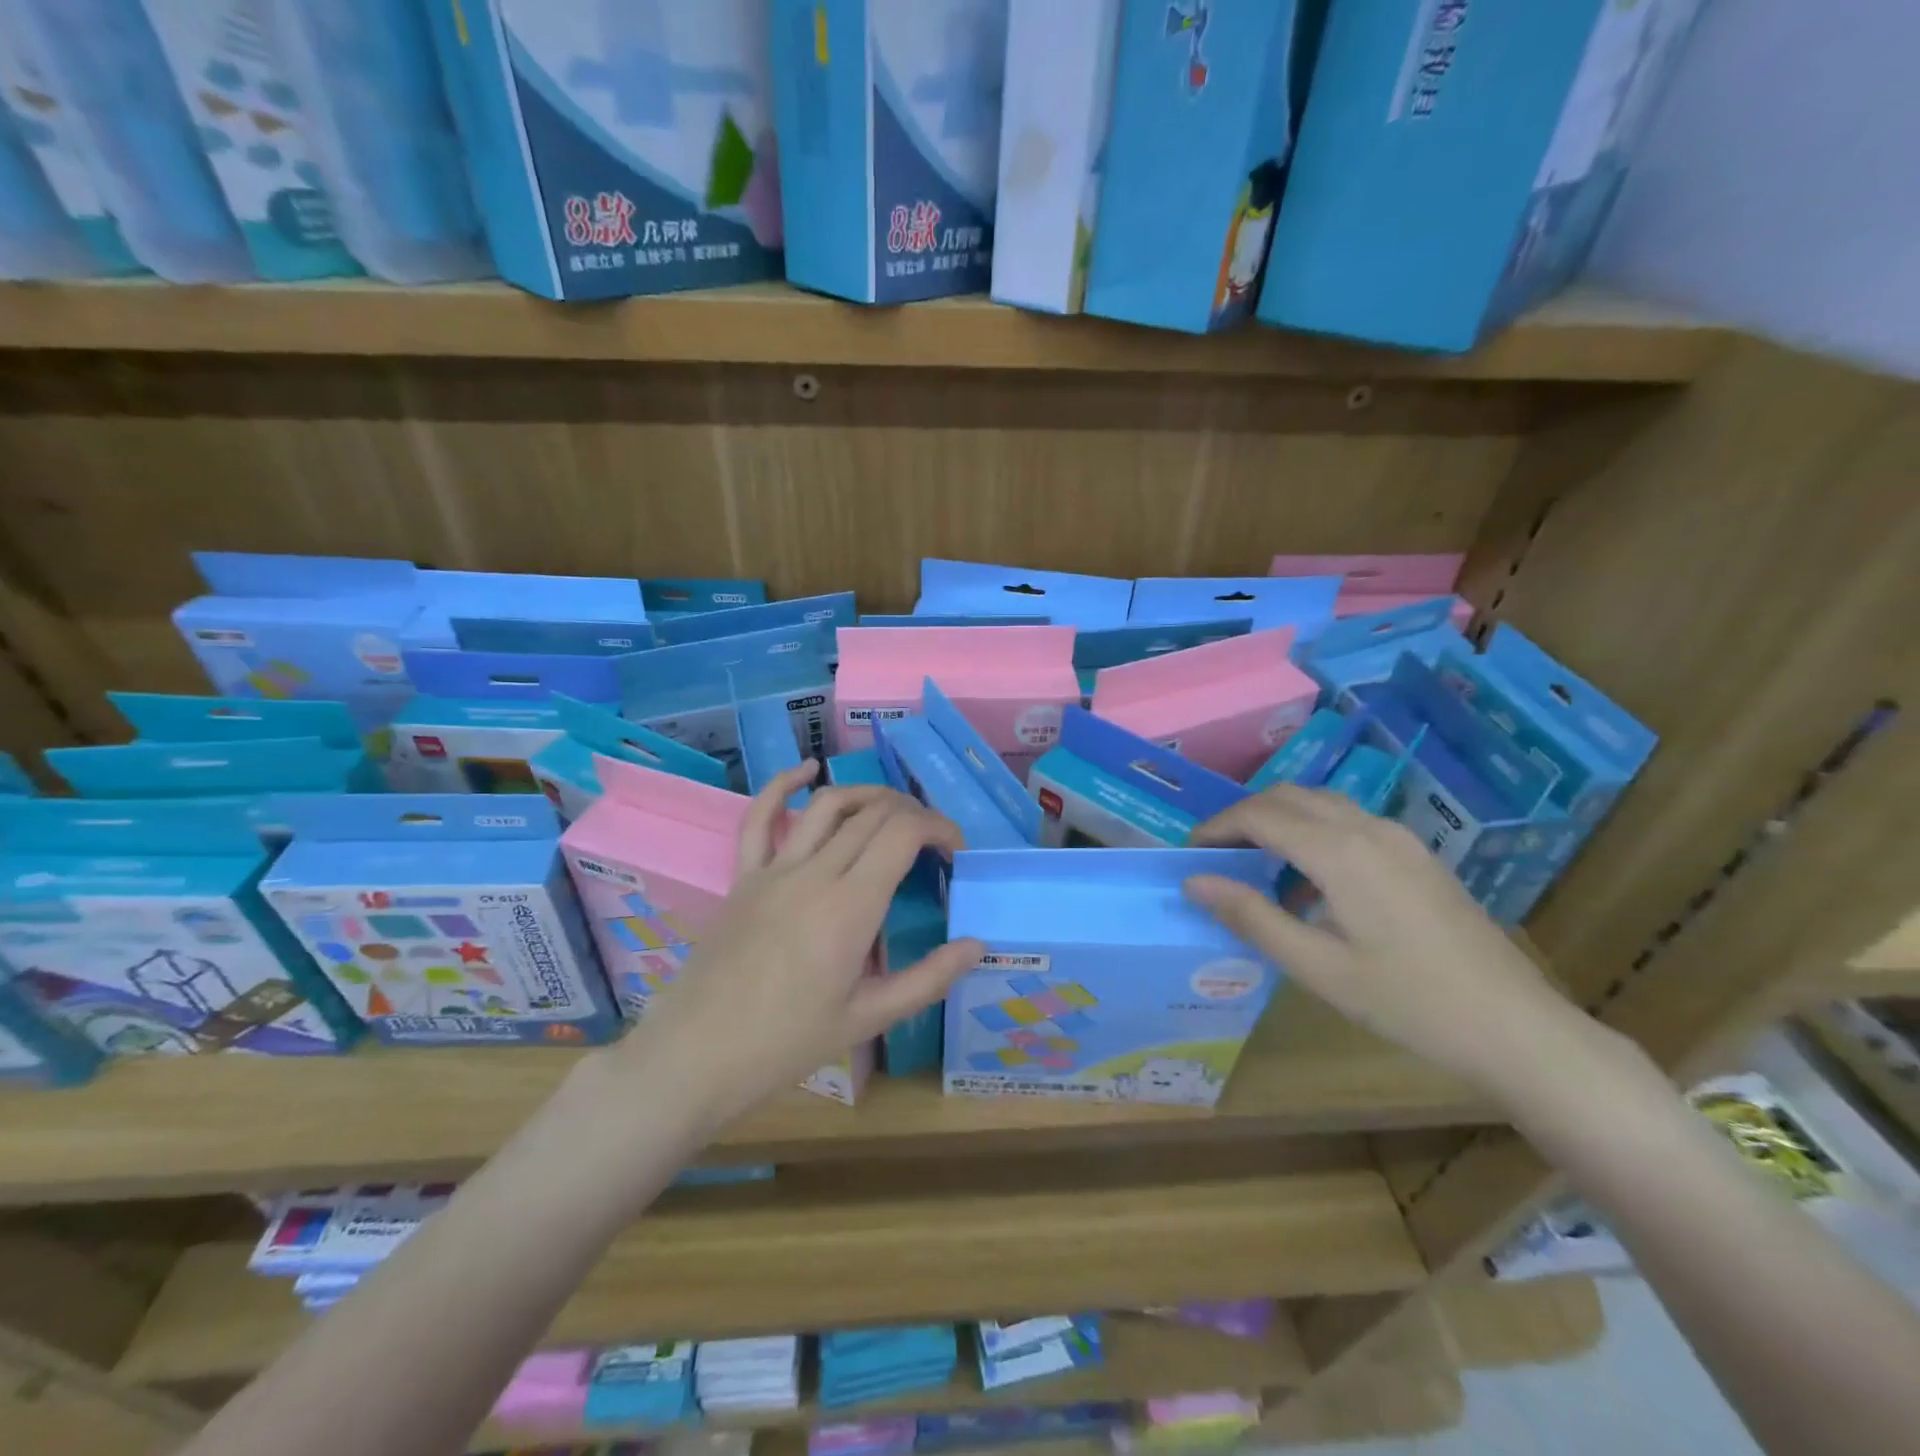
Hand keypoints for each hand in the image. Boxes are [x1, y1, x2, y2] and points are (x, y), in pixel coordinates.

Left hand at [618, 761, 983, 1129]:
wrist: (697, 1055)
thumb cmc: (786, 1043)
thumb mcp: (867, 1019)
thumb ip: (928, 979)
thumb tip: (977, 945)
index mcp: (851, 907)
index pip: (903, 833)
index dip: (938, 827)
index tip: (955, 851)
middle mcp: (815, 873)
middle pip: (873, 814)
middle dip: (913, 814)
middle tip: (932, 842)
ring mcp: (774, 870)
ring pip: (828, 804)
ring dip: (867, 795)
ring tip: (893, 809)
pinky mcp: (743, 876)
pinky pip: (760, 817)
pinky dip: (784, 784)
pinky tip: (807, 769)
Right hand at [1185, 785, 1603, 1105]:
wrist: (1517, 1027)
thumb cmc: (1409, 1003)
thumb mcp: (1318, 968)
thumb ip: (1251, 918)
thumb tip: (1194, 882)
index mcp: (1341, 852)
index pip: (1260, 815)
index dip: (1217, 827)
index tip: (1189, 853)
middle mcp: (1369, 829)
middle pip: (1288, 796)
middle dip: (1243, 817)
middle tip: (1214, 855)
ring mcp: (1399, 838)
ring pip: (1320, 803)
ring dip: (1278, 820)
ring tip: (1252, 865)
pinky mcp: (1416, 854)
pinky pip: (1348, 822)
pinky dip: (1311, 832)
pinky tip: (1307, 881)